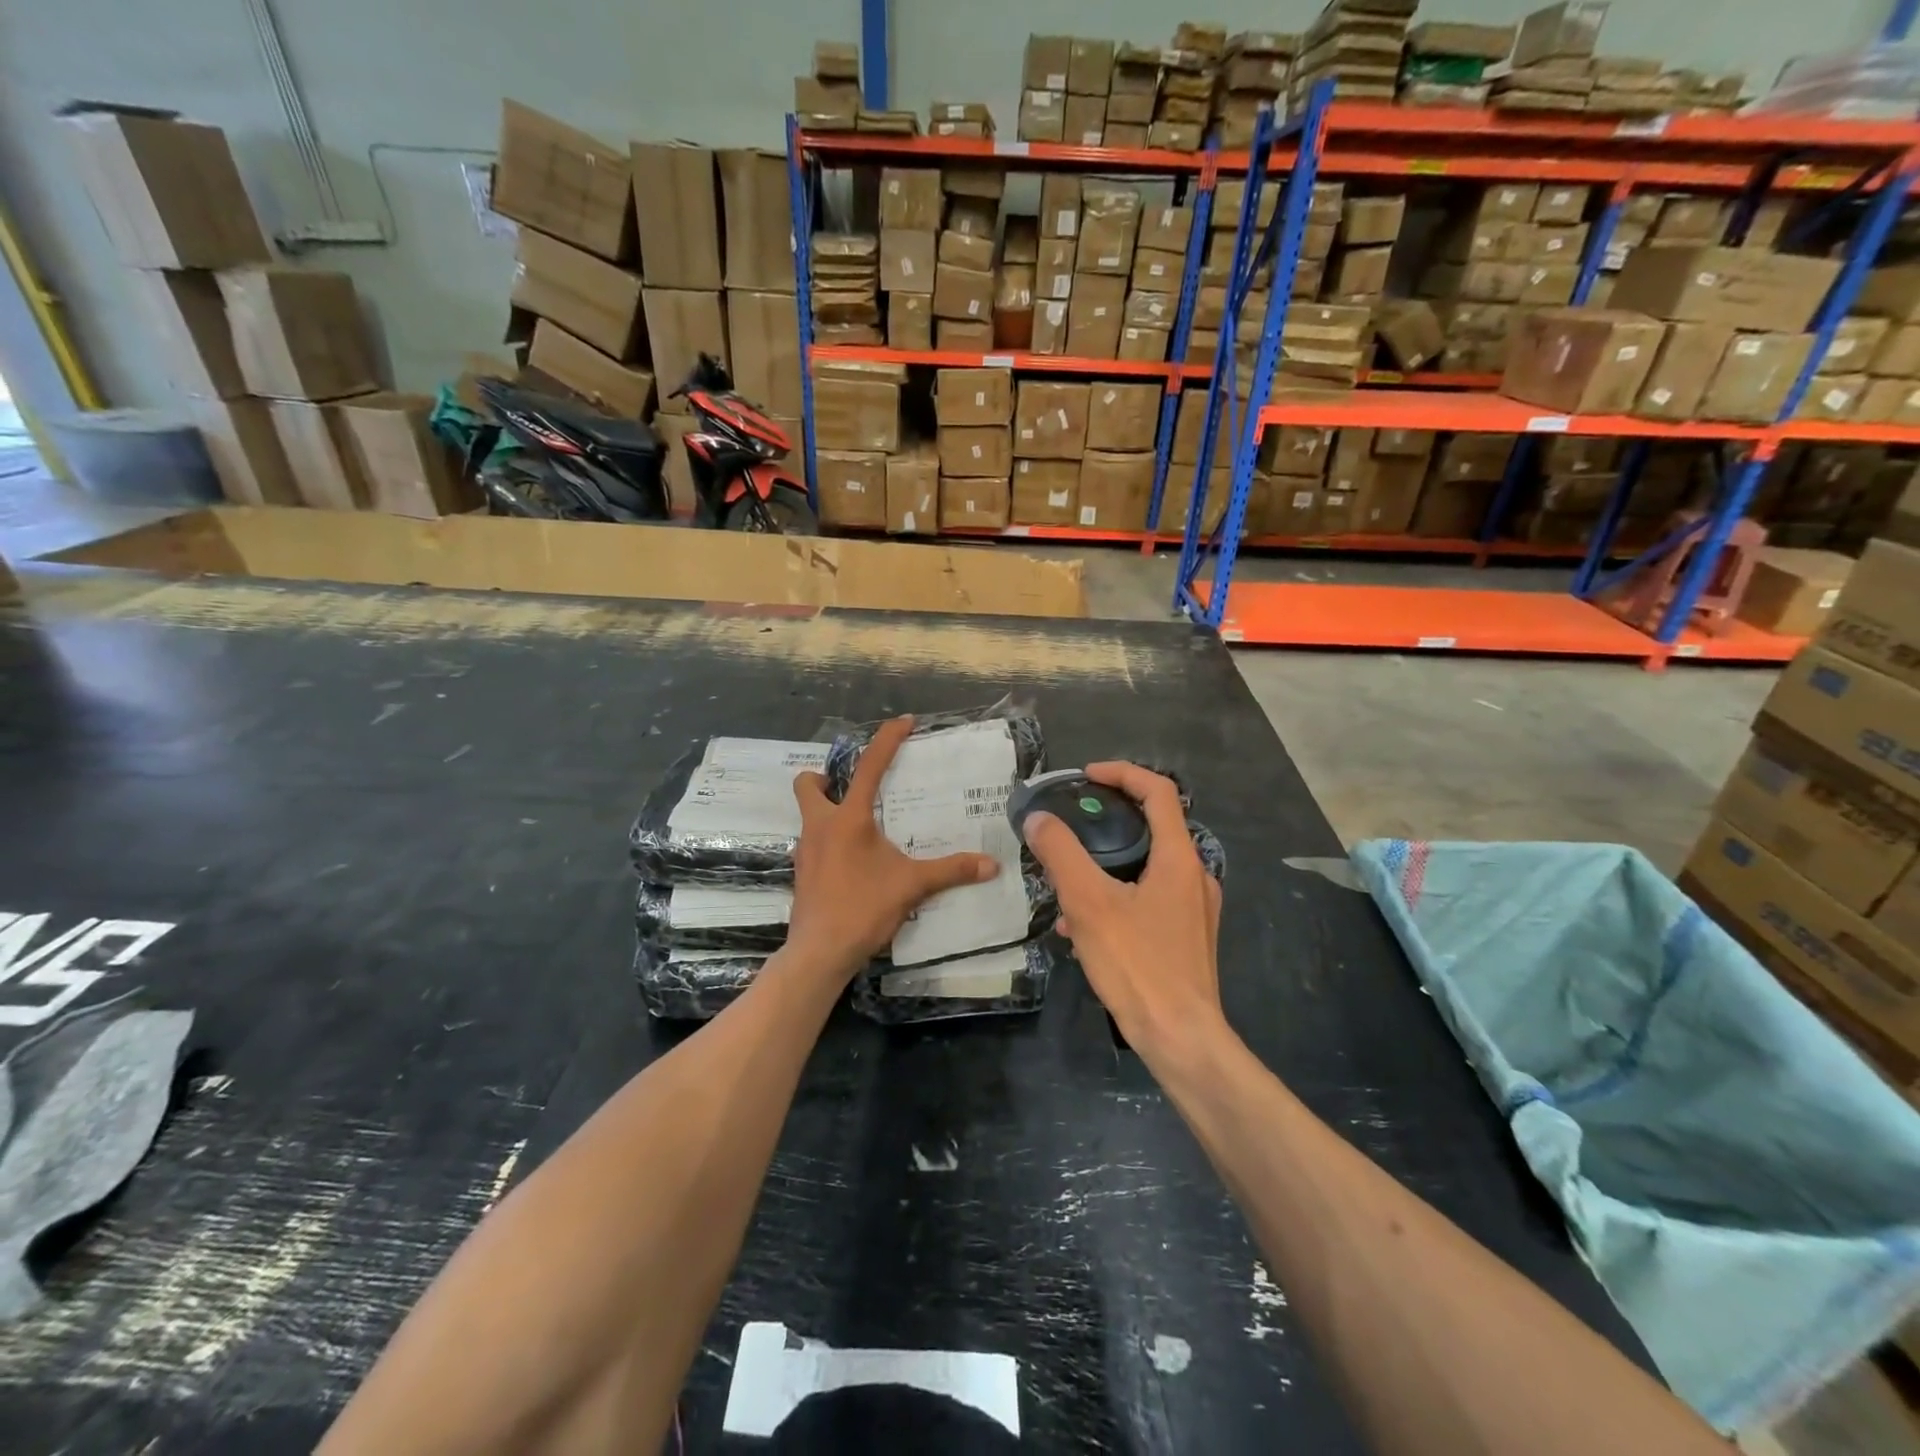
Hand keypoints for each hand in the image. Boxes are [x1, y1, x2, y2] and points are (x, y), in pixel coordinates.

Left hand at [786, 716, 999, 975]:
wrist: (819, 952)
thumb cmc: (863, 908)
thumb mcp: (912, 886)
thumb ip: (951, 871)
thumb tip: (991, 865)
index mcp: (848, 819)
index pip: (868, 767)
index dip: (886, 740)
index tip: (904, 722)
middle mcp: (820, 826)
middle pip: (808, 784)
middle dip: (826, 778)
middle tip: (854, 789)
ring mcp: (805, 850)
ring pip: (809, 815)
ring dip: (829, 811)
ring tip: (862, 828)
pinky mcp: (802, 873)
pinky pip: (814, 843)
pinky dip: (830, 841)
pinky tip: (853, 862)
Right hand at [1021, 762, 1224, 1058]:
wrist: (1181, 1039)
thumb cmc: (1138, 965)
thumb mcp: (1088, 903)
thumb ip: (1061, 854)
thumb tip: (1037, 819)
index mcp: (1180, 859)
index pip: (1159, 792)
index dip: (1122, 773)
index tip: (1086, 776)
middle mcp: (1195, 877)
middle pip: (1152, 829)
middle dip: (1107, 824)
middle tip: (1070, 828)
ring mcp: (1195, 911)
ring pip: (1146, 870)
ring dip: (1106, 868)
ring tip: (1065, 888)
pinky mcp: (1187, 939)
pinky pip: (1148, 902)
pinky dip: (1116, 900)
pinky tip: (1081, 931)